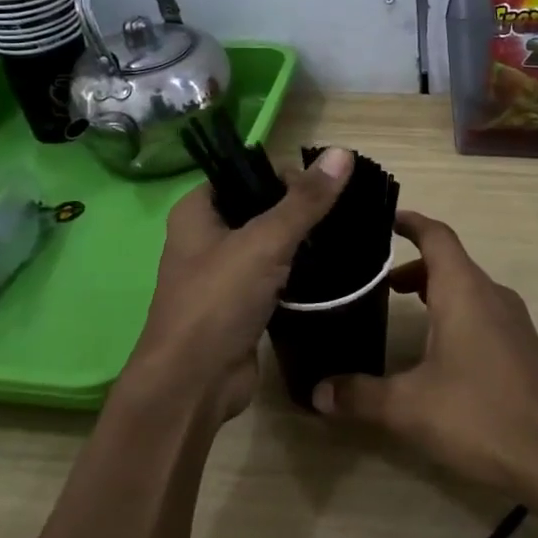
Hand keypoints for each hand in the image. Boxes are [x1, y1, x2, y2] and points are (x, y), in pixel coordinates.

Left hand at [123, 147, 354, 419]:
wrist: (194, 384)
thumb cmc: (218, 301)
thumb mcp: (265, 242)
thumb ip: (305, 200)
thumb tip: (342, 153)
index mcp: (197, 211)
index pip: (243, 173)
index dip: (282, 173)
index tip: (323, 186)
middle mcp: (205, 237)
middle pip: (259, 207)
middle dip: (297, 208)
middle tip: (341, 211)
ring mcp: (223, 273)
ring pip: (269, 244)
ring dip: (300, 242)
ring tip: (343, 235)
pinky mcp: (241, 304)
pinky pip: (274, 276)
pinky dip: (298, 273)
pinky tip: (330, 269)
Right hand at [310, 210, 537, 490]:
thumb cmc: (479, 416)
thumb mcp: (408, 408)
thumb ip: (359, 395)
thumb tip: (317, 392)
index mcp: (464, 291)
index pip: (436, 235)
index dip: (409, 222)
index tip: (382, 220)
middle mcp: (491, 294)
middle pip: (449, 262)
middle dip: (412, 266)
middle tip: (374, 281)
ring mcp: (512, 320)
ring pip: (467, 288)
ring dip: (434, 291)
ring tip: (400, 310)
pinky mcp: (522, 346)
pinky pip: (482, 311)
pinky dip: (454, 312)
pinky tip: (437, 350)